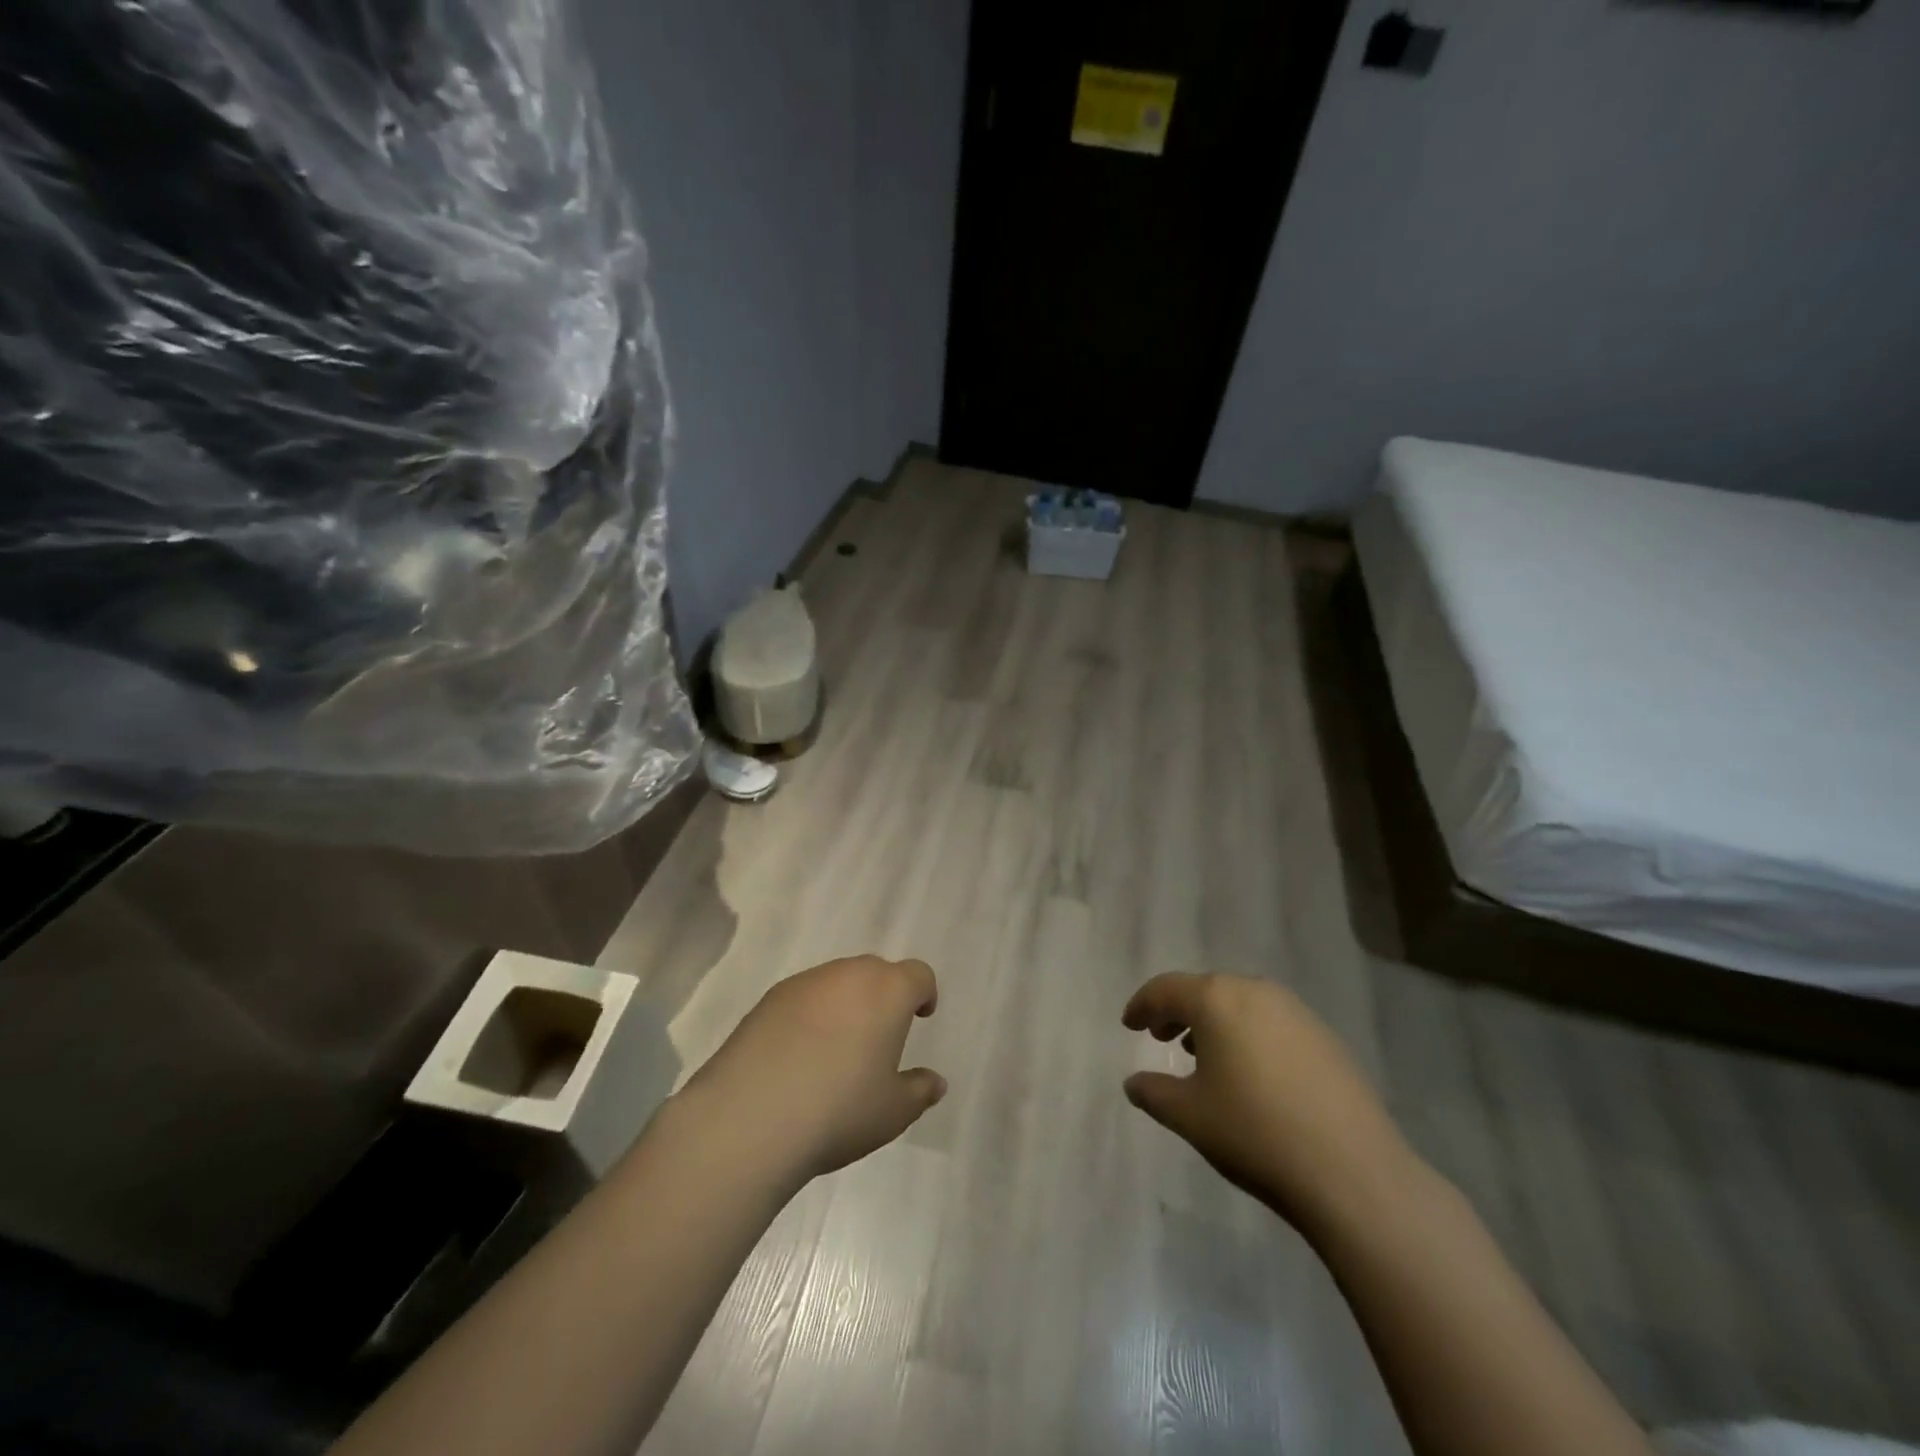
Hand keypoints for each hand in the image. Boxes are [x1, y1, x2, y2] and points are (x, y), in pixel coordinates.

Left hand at [673, 956, 945, 1187]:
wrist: (750, 1118)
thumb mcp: (892, 1112)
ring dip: (845, 1003)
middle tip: (880, 1035)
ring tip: (837, 1048)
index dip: (923, 993)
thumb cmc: (839, 1111)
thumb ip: (919, 1091)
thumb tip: (935, 1082)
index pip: (917, 975)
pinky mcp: (767, 1000)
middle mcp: (848, 975)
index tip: (921, 1017)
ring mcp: (804, 983)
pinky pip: (802, 997)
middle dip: (883, 995)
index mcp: (888, 991)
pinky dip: (810, 1015)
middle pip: (876, 971)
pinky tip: (799, 1054)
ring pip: (836, 981)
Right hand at [1122, 972, 1416, 1238]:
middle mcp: (1256, 991)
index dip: (1142, 1005)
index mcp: (1217, 1000)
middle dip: (1178, 1011)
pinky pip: (1272, 1022)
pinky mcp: (1326, 1037)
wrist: (1354, 1173)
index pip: (1166, 989)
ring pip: (1241, 1004)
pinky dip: (1248, 1035)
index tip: (1128, 1024)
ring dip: (1214, 1022)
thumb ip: (1153, 1092)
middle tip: (1160, 1037)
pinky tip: (1250, 1073)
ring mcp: (1296, 1012)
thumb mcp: (1189, 1116)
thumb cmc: (1255, 1133)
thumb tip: (1134, 1083)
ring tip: (1202, 1056)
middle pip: (1205, 990)